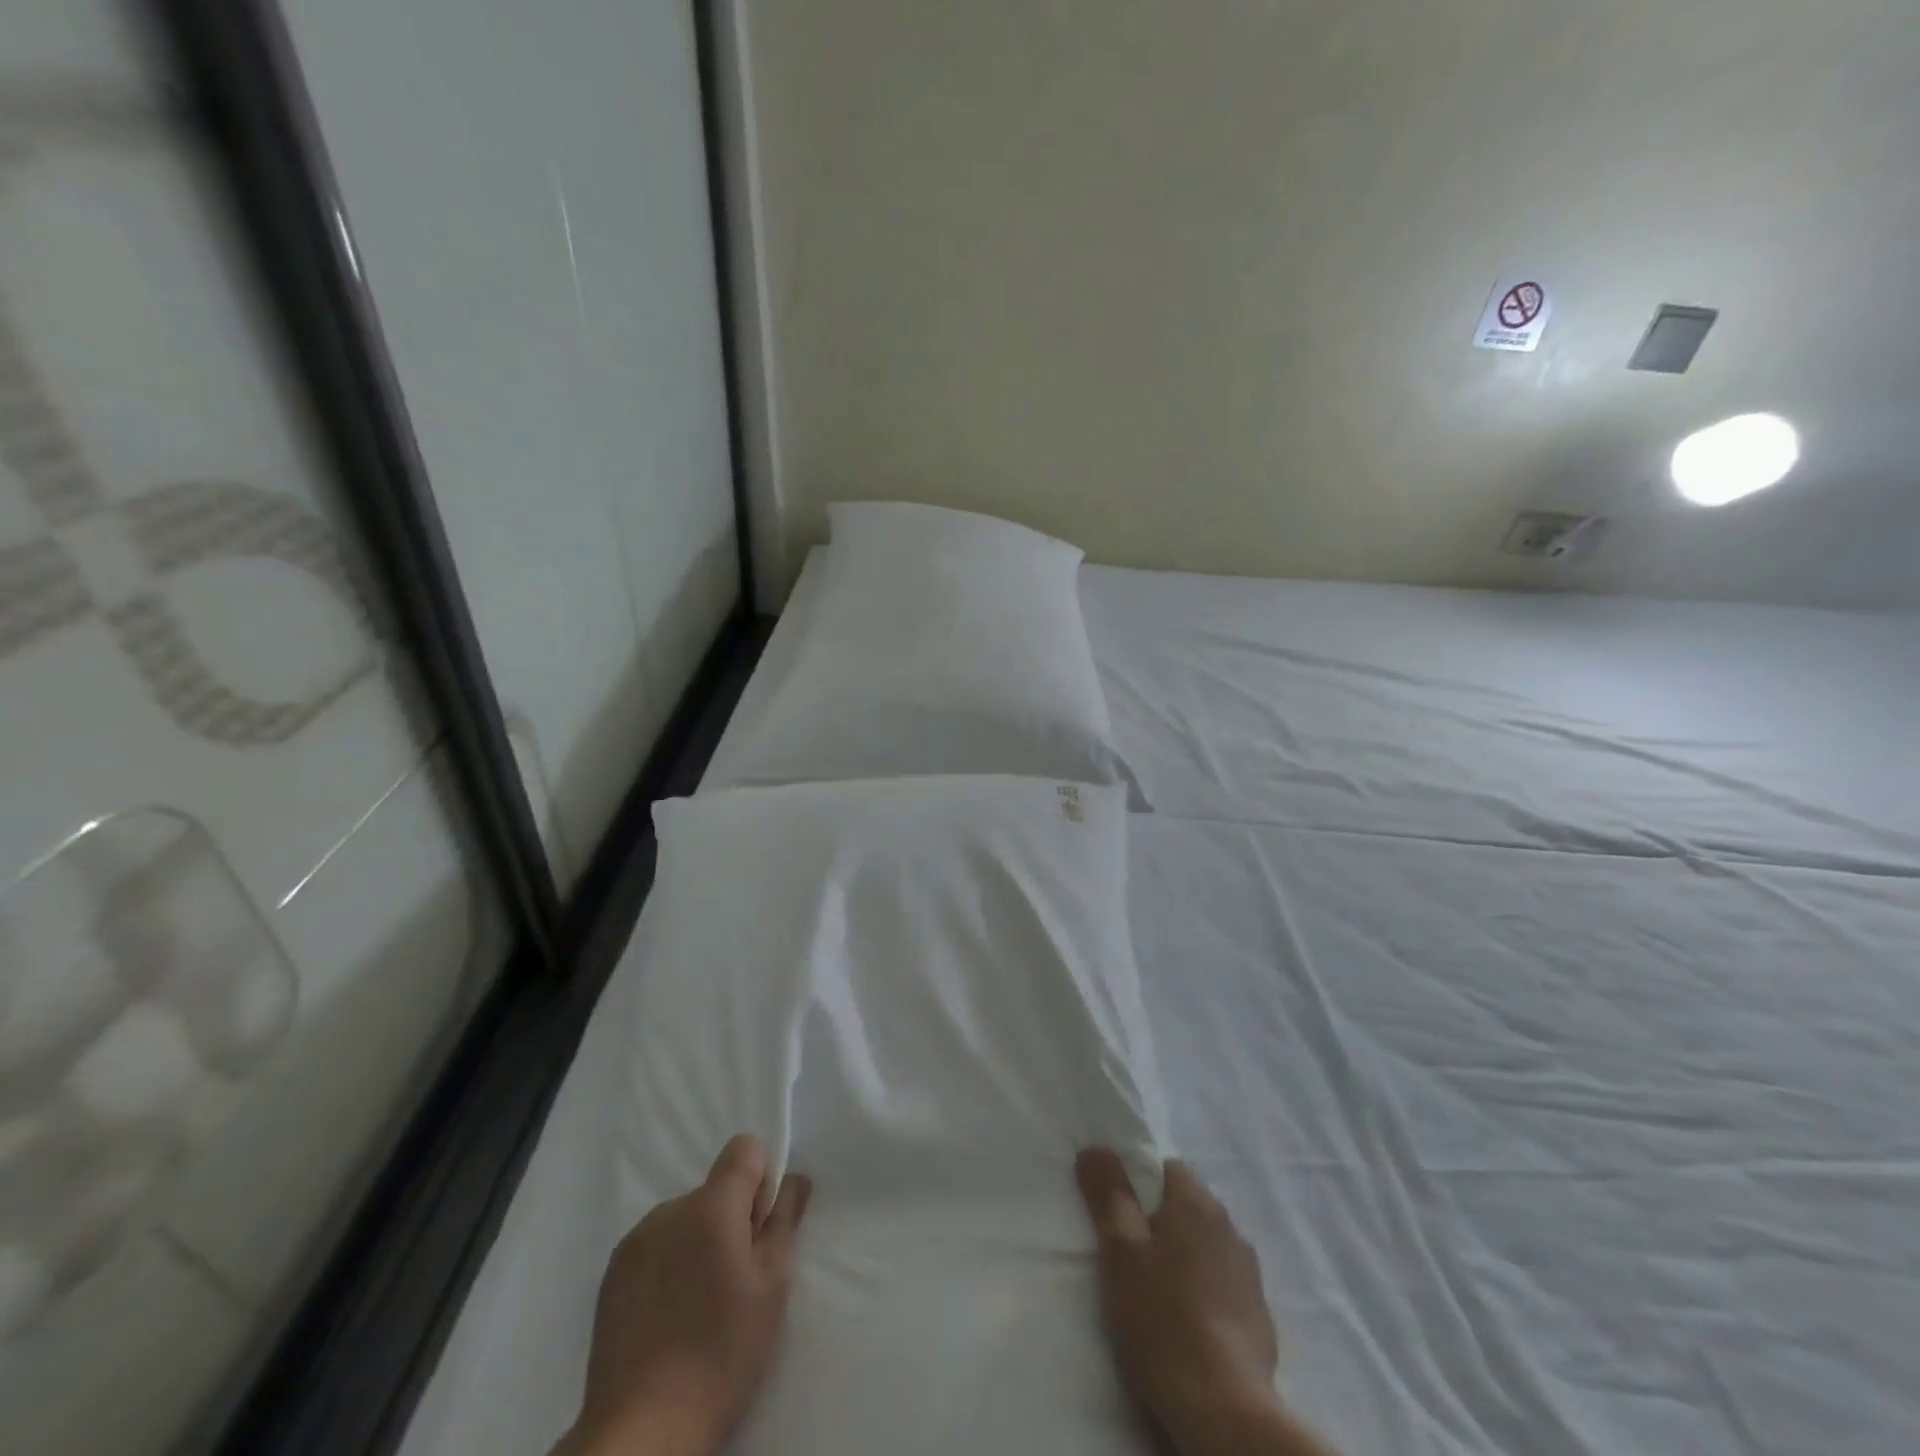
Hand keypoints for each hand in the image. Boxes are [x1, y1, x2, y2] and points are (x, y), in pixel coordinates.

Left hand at [556, 1135, 811, 1455]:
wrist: (641, 1432)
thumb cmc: (721, 1353)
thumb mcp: (772, 1286)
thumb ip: (785, 1220)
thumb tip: (794, 1178)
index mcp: (710, 1206)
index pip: (744, 1149)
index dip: (762, 1180)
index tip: (760, 1230)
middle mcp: (668, 1210)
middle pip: (714, 1190)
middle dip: (731, 1220)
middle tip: (736, 1283)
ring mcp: (633, 1242)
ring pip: (684, 1220)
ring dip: (699, 1243)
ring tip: (700, 1307)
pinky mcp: (610, 1277)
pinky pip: (655, 1248)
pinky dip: (670, 1267)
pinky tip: (670, 1319)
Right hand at [1077, 1149, 1331, 1455]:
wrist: (1224, 1412)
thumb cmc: (1162, 1318)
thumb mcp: (1119, 1249)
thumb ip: (1108, 1192)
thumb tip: (1096, 1147)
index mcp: (1197, 1202)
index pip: (1165, 1168)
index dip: (1137, 1184)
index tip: (1115, 1214)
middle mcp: (1230, 1226)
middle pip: (1185, 1207)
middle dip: (1157, 1222)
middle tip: (1126, 1256)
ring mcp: (1249, 1273)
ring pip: (1204, 1247)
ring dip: (1182, 1258)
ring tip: (1153, 1294)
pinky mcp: (1259, 1317)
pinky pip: (1222, 1286)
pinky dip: (1202, 1293)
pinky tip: (1183, 1324)